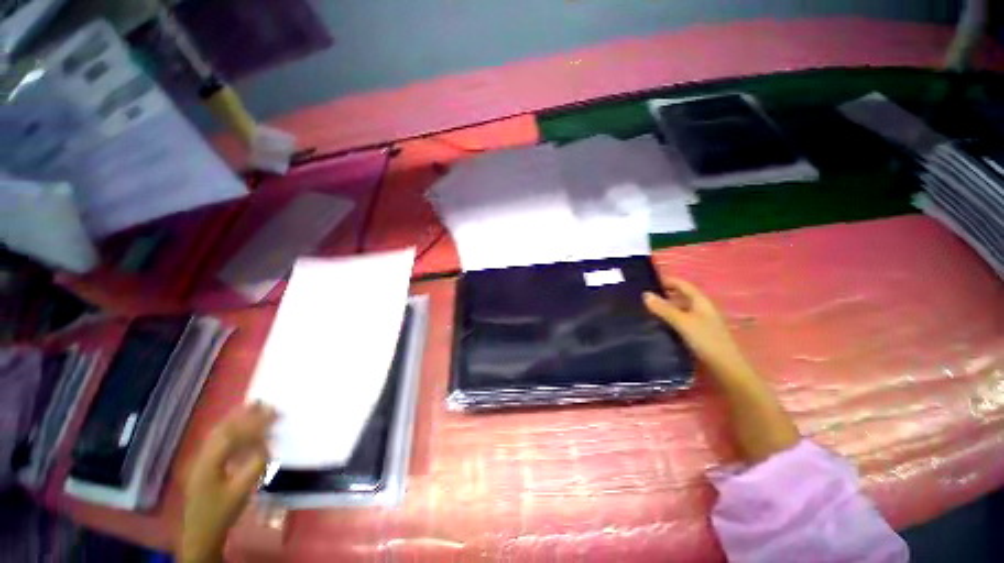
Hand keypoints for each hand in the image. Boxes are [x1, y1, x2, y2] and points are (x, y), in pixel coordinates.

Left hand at [179, 403, 276, 562]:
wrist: (201, 532)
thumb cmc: (223, 511)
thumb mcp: (242, 491)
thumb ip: (255, 465)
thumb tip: (266, 444)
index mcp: (209, 463)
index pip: (233, 435)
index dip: (255, 423)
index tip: (275, 414)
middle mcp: (201, 456)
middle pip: (223, 429)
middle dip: (245, 415)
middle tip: (267, 403)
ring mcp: (200, 458)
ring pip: (218, 431)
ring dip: (237, 417)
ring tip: (255, 406)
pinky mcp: (203, 462)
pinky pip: (217, 438)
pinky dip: (231, 427)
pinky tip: (240, 424)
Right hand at [643, 278, 751, 379]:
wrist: (725, 367)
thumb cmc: (705, 339)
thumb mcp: (682, 322)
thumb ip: (664, 308)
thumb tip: (645, 294)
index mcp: (701, 302)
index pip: (683, 285)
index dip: (668, 281)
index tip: (648, 281)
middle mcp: (701, 309)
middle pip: (681, 297)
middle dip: (664, 295)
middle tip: (643, 297)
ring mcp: (700, 322)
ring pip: (680, 310)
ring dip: (665, 308)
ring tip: (645, 310)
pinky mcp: (697, 334)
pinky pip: (680, 321)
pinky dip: (669, 320)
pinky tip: (658, 325)